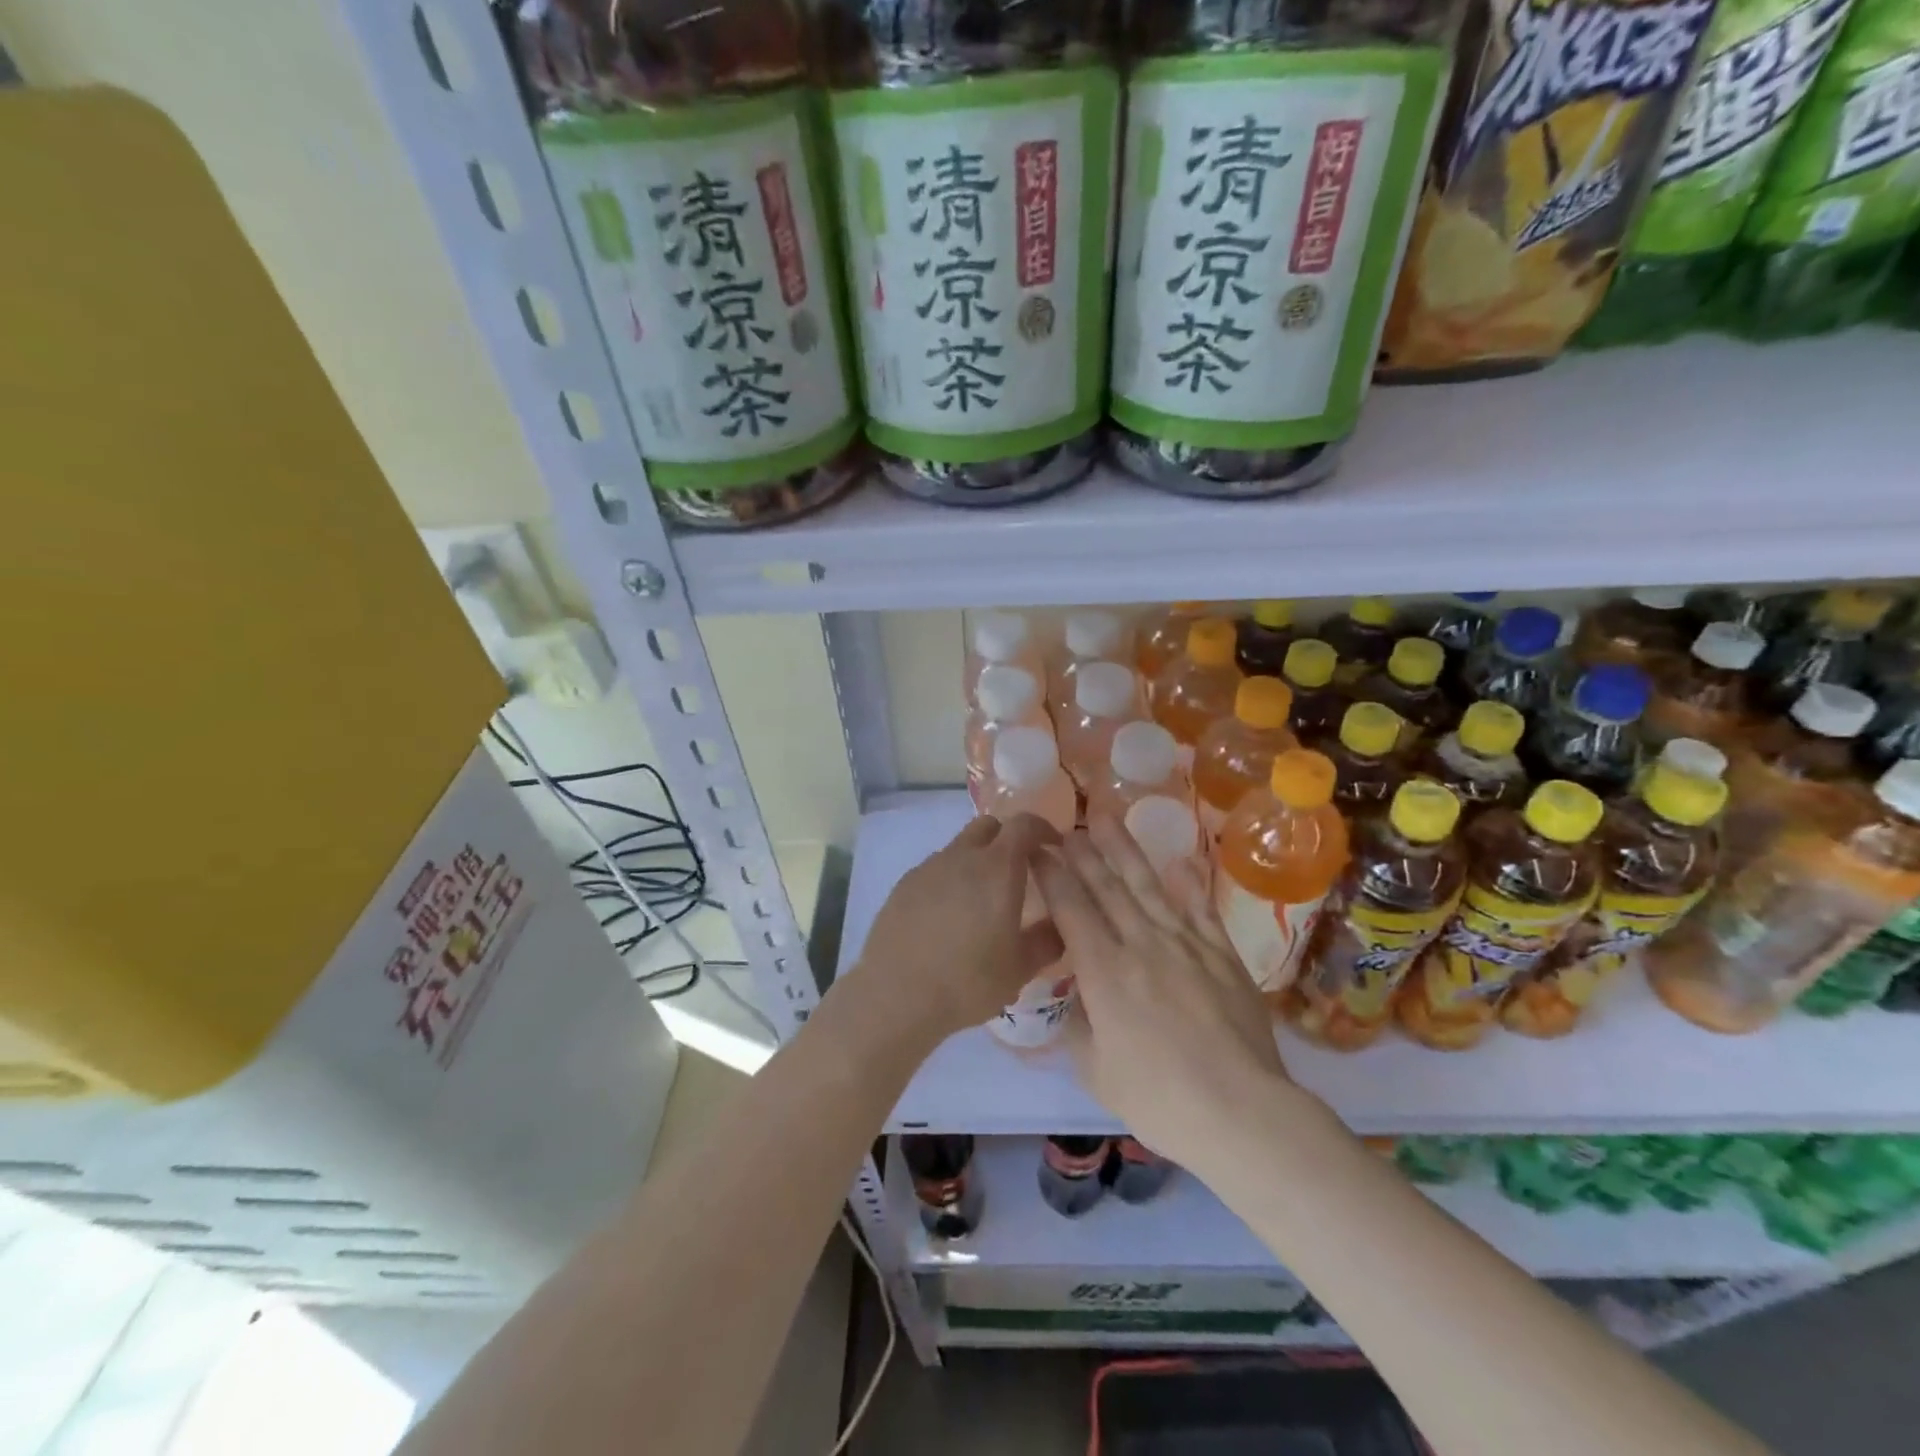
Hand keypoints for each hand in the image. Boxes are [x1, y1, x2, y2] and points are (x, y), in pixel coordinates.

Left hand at [847, 813, 1064, 1054]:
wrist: (896, 994)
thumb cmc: (968, 981)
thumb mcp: (1020, 968)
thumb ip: (1048, 940)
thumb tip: (1060, 923)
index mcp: (997, 868)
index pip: (1024, 824)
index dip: (1043, 829)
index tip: (1054, 847)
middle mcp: (962, 856)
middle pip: (989, 826)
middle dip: (1008, 839)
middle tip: (1019, 871)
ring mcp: (929, 867)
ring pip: (960, 847)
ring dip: (977, 860)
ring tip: (980, 901)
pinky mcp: (904, 884)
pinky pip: (936, 869)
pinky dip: (950, 879)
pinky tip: (948, 916)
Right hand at [1034, 818, 1292, 1166]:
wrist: (1241, 1112)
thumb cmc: (1159, 1100)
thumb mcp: (1096, 1070)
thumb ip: (1079, 1026)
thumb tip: (1077, 997)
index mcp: (1104, 971)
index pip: (1070, 908)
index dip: (1051, 875)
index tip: (1037, 850)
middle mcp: (1141, 944)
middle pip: (1106, 887)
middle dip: (1083, 853)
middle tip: (1067, 826)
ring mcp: (1186, 944)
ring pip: (1149, 886)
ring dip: (1125, 850)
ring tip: (1107, 819)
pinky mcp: (1222, 955)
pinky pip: (1201, 910)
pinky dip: (1190, 884)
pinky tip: (1181, 861)